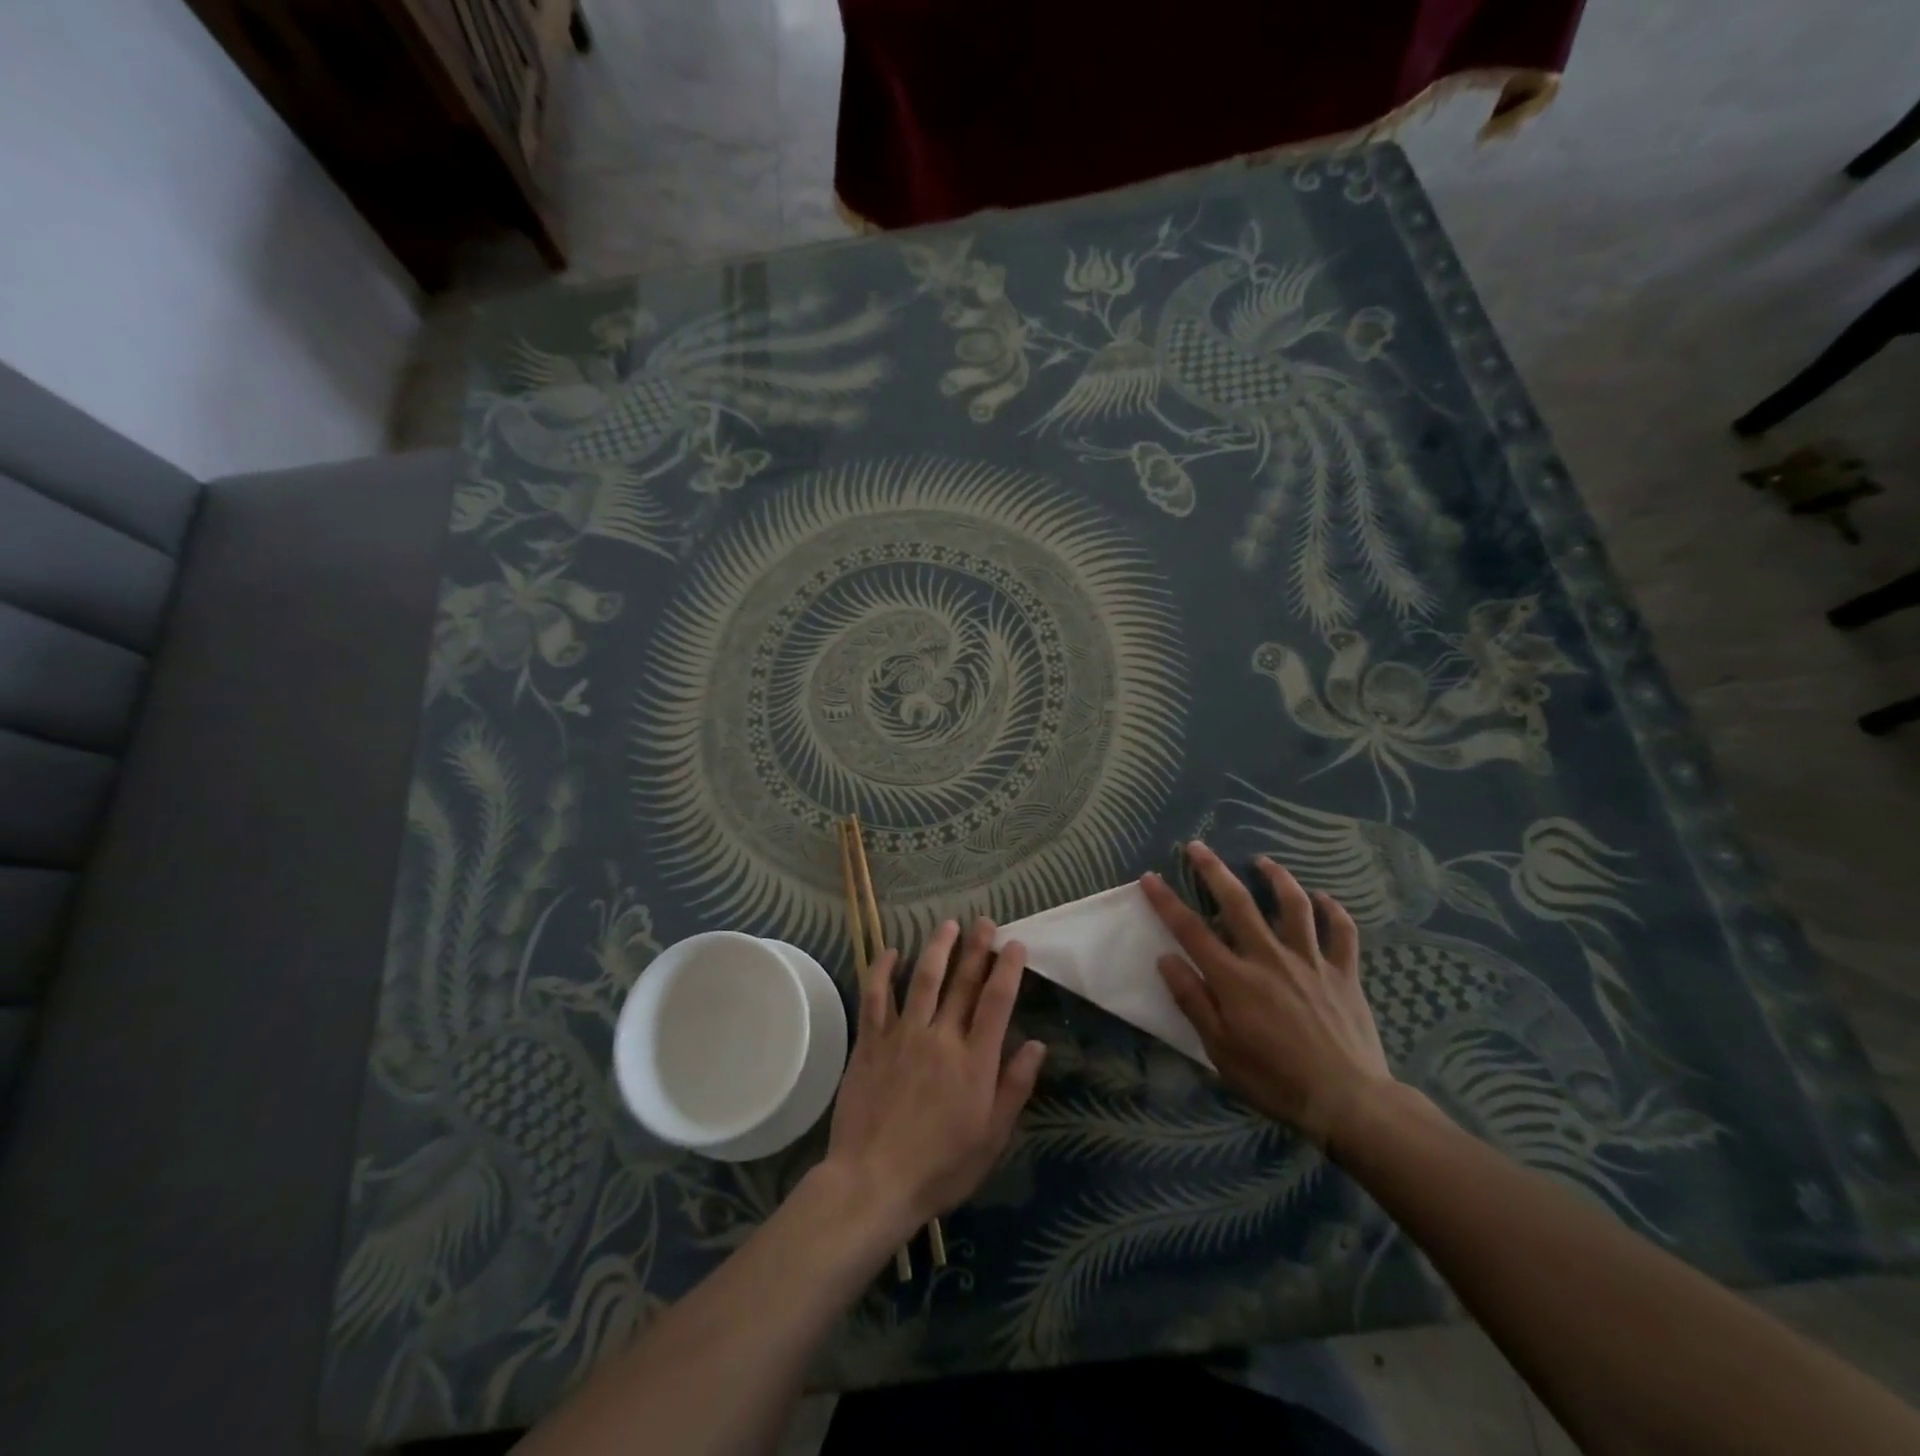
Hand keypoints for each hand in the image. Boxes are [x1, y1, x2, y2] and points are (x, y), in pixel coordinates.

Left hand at [825, 917, 1047, 1229]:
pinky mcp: (870, 1042)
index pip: (996, 1001)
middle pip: (963, 983)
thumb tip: (1036, 1044)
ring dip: (937, 948)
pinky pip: (875, 997)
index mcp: (974, 1061)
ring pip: (923, 979)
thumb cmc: (940, 1168)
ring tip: (948, 924)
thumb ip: (1014, 1087)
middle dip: (977, 948)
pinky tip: (890, 951)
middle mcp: (941, 1037)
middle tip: (985, 922)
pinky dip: (882, 971)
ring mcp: (903, 1035)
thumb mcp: (991, 1138)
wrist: (873, 1182)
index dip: (1008, 969)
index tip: (1015, 944)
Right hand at [1140, 842, 1391, 1146]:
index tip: (1150, 877)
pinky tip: (1322, 898)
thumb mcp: (1220, 1049)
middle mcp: (1270, 958)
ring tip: (1263, 861)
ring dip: (1276, 878)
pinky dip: (1332, 910)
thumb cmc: (1274, 1079)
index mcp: (1235, 979)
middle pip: (1238, 903)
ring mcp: (1310, 962)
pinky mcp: (1344, 973)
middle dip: (1214, 871)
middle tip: (1198, 846)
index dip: (1167, 901)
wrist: (1347, 1101)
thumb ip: (1192, 1000)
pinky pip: (1342, 932)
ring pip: (1294, 906)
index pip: (1191, 931)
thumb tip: (1165, 958)